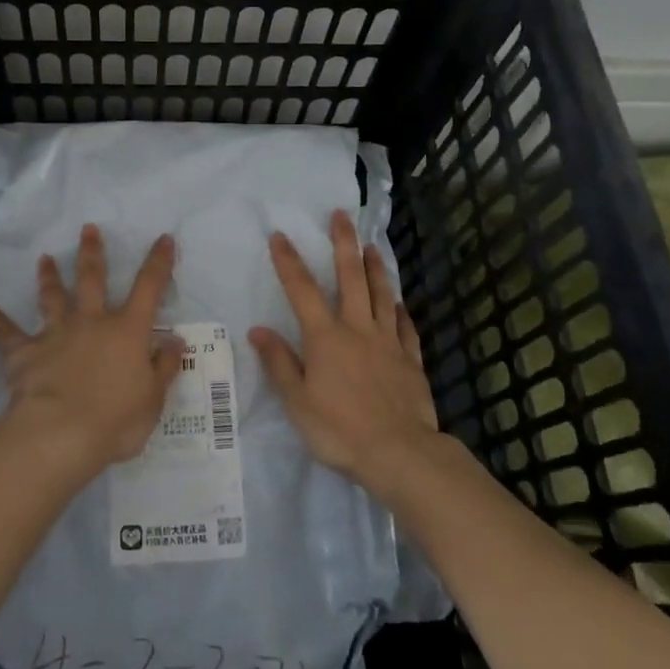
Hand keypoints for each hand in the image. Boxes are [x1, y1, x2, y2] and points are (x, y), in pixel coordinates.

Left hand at [0, 225, 182, 477]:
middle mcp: (91, 323)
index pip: (149, 288)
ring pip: (52, 298)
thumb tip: (175, 341)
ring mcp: (55, 335)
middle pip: (92, 279)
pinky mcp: (25, 354)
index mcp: (127, 331)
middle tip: (87, 229)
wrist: (60, 434)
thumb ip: (163, 367)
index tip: (163, 238)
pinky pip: (9, 335)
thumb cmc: (116, 420)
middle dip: (91, 252)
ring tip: (44, 259)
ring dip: (49, 278)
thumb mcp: (152, 399)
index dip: (159, 262)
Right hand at [251, 211, 438, 497]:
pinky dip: (402, 311)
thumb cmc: (340, 429)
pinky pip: (406, 327)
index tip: (280, 235)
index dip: (289, 260)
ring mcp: (388, 342)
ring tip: (373, 247)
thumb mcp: (297, 401)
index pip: (302, 290)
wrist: (399, 453)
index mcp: (326, 337)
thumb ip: (279, 363)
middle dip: (344, 244)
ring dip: (376, 268)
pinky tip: (401, 303)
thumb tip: (258, 329)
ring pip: (382, 295)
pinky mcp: (411, 360)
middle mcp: (358, 329)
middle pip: (351, 278)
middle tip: (342, 216)